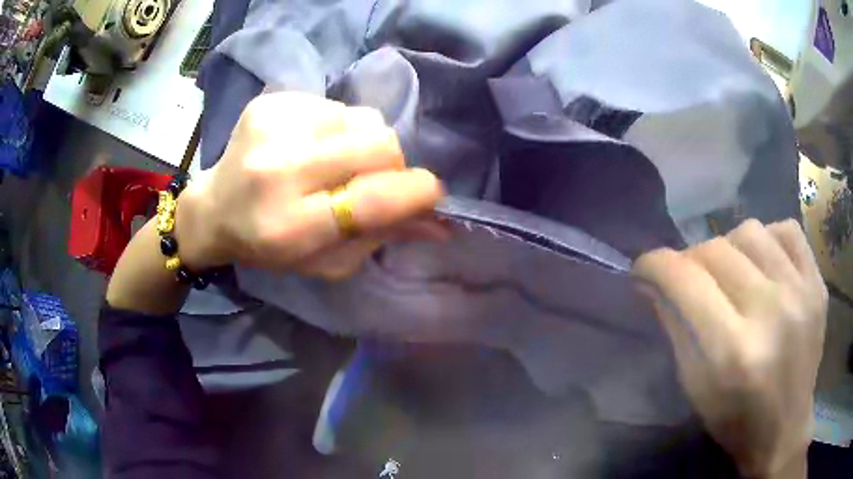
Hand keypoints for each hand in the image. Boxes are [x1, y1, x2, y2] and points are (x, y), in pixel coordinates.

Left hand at [174, 92, 444, 278]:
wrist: (215, 208)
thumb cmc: (270, 245)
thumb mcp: (325, 261)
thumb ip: (380, 238)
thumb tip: (439, 223)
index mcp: (290, 226)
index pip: (373, 199)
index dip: (415, 193)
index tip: (431, 194)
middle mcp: (278, 169)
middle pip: (377, 143)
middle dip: (393, 162)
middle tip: (375, 177)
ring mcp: (273, 126)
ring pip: (361, 118)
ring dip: (360, 143)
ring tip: (332, 161)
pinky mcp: (271, 101)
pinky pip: (335, 106)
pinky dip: (335, 127)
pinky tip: (308, 145)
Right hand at [633, 219, 826, 478]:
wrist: (785, 429)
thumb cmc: (735, 420)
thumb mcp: (695, 387)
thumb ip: (675, 327)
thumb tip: (650, 282)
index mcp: (733, 352)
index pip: (686, 281)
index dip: (655, 265)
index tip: (643, 268)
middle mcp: (771, 313)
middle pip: (716, 250)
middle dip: (690, 260)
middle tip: (689, 279)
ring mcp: (801, 293)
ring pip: (750, 231)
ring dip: (729, 247)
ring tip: (730, 271)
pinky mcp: (817, 284)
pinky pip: (787, 230)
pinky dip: (768, 238)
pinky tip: (764, 263)